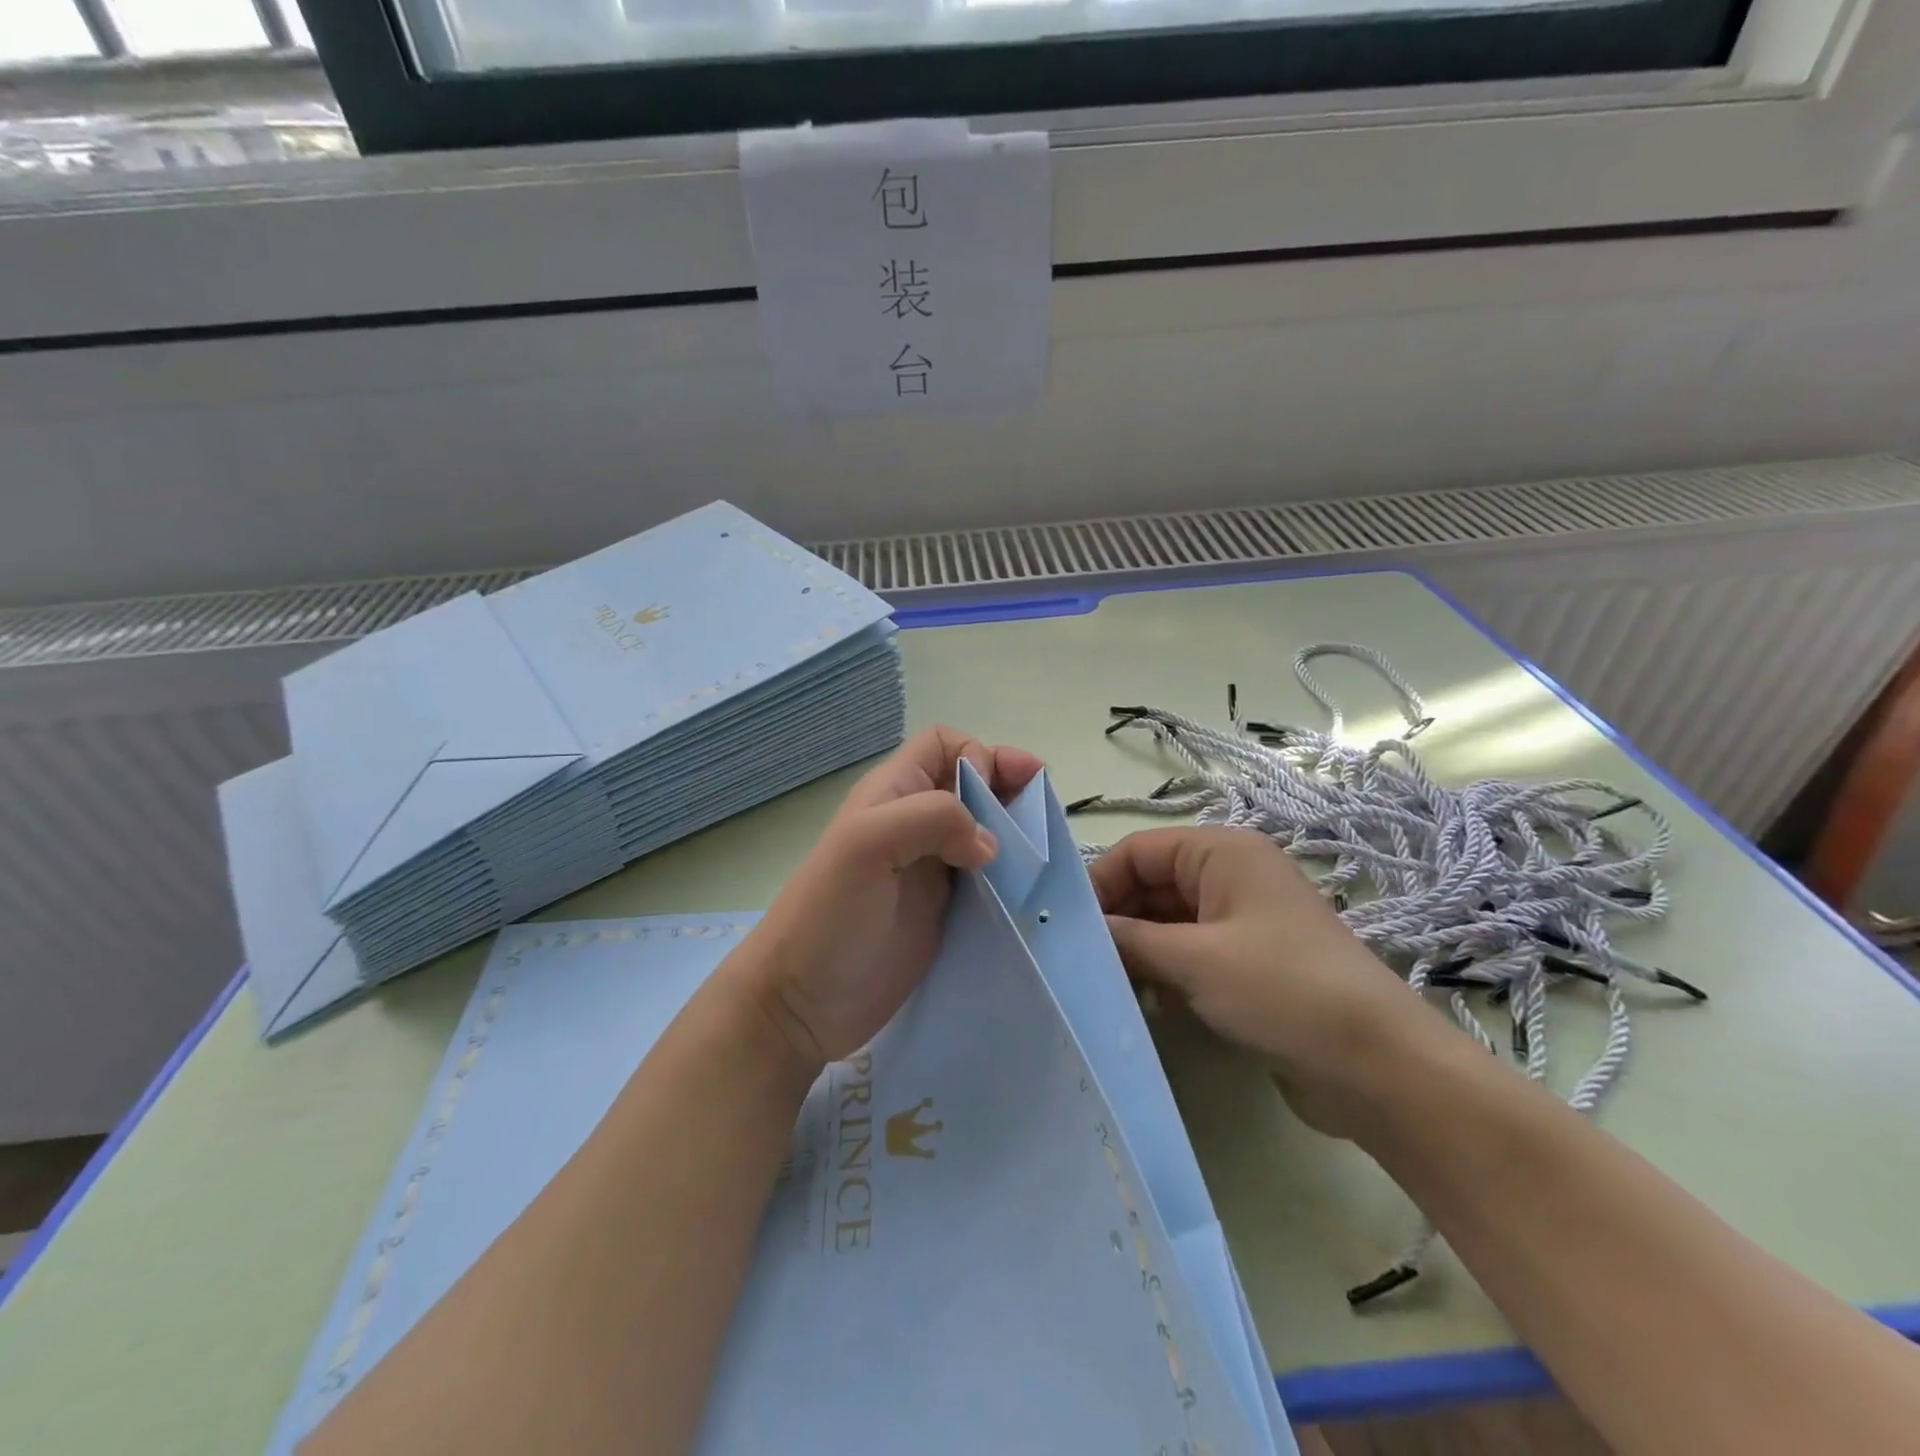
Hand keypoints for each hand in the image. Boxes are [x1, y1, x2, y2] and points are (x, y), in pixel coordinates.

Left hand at [739, 726, 1044, 1071]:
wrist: (802, 1003)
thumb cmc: (828, 915)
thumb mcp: (867, 845)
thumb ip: (930, 819)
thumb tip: (989, 842)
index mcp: (893, 796)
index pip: (943, 744)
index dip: (976, 754)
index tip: (995, 793)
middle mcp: (914, 824)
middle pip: (973, 783)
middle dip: (1009, 787)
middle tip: (1041, 813)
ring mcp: (930, 869)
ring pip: (985, 829)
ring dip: (1016, 831)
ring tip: (1043, 851)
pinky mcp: (944, 910)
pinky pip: (988, 878)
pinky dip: (1013, 875)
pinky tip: (1030, 889)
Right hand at [1091, 826, 1441, 1139]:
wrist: (1378, 1066)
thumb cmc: (1282, 989)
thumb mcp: (1194, 960)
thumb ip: (1129, 940)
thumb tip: (1073, 933)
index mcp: (1222, 852)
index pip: (1138, 851)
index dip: (1099, 883)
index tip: (1064, 927)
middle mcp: (1231, 876)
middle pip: (1152, 885)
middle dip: (1117, 920)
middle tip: (1079, 961)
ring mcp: (1242, 921)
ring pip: (1168, 922)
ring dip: (1138, 950)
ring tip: (1107, 985)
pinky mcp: (1249, 963)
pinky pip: (1190, 954)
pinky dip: (1165, 972)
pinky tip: (1147, 1004)